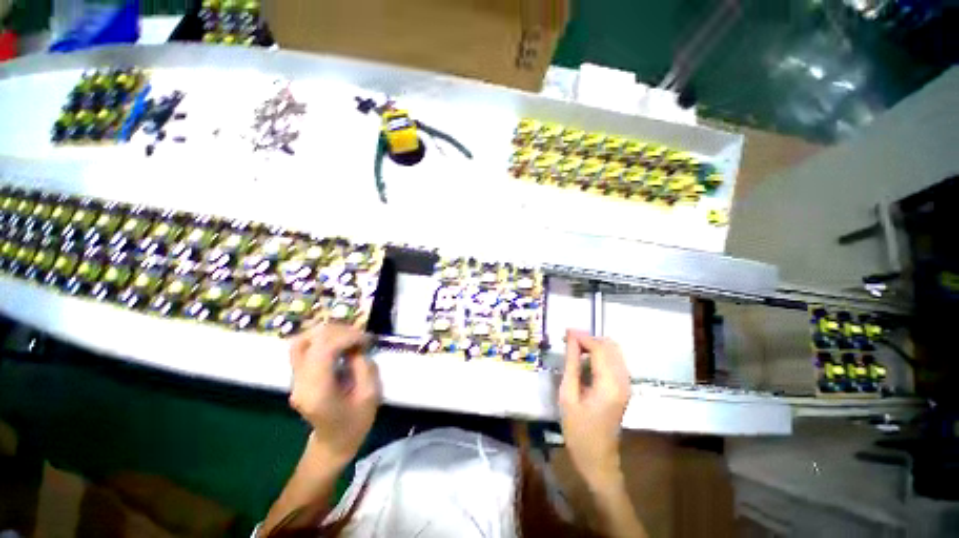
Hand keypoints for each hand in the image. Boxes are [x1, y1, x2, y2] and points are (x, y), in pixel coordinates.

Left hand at [288, 323, 380, 465]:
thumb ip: (364, 366)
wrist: (333, 443)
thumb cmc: (355, 423)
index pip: (324, 349)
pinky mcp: (297, 375)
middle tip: (361, 338)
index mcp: (317, 391)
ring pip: (302, 340)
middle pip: (311, 340)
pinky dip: (322, 338)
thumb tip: (356, 346)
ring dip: (328, 332)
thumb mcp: (371, 395)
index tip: (367, 340)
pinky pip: (304, 347)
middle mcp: (300, 382)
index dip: (347, 336)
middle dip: (340, 332)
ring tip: (349, 336)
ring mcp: (295, 378)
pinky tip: (339, 342)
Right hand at [558, 329, 631, 489]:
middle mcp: (623, 380)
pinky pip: (614, 361)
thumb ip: (572, 364)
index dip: (582, 336)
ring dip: (595, 346)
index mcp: (609, 384)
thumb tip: (571, 340)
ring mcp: (626, 384)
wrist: (598, 460)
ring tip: (574, 349)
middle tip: (568, 341)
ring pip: (614, 352)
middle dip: (589, 339)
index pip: (599, 348)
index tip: (565, 331)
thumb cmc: (578, 431)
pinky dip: (600, 355)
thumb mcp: (568, 395)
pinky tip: (585, 361)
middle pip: (610, 346)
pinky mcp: (624, 388)